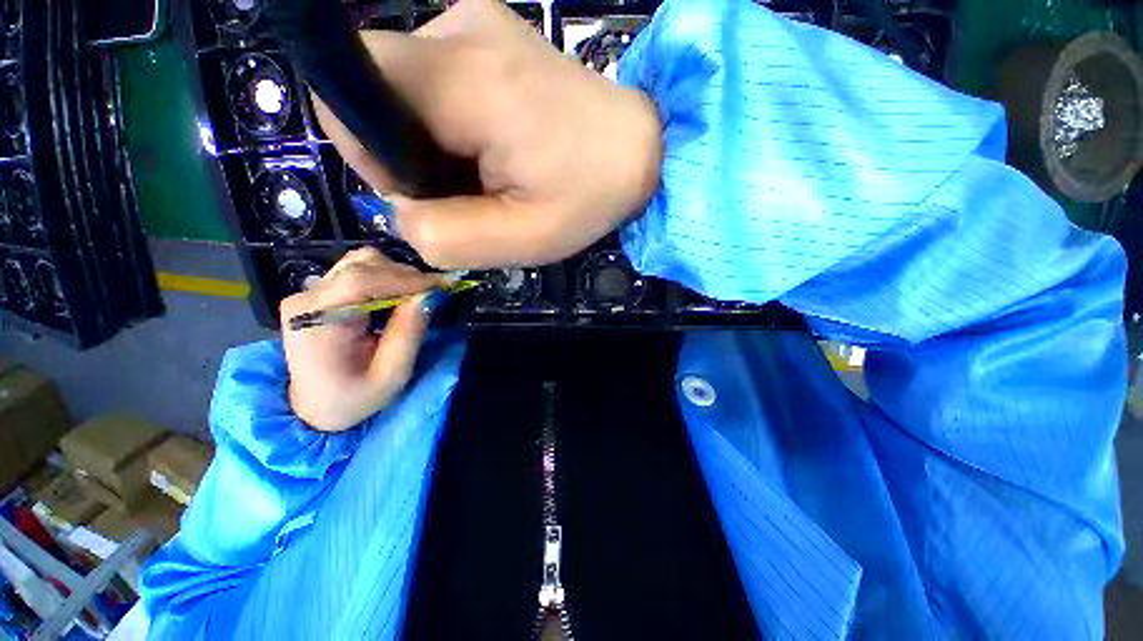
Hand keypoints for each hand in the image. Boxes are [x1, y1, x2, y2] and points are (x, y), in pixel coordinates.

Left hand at [280, 248, 440, 431]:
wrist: (315, 407)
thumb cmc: (354, 398)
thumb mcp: (391, 375)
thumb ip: (409, 333)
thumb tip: (430, 296)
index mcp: (317, 322)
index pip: (360, 281)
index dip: (405, 278)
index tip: (441, 286)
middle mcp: (307, 299)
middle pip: (361, 265)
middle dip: (404, 276)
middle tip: (433, 294)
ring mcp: (310, 293)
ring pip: (360, 262)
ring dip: (396, 275)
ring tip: (416, 296)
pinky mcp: (319, 293)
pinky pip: (357, 272)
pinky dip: (386, 278)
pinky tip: (399, 297)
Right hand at [314, 0, 661, 269]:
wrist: (638, 150)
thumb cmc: (588, 198)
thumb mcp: (521, 238)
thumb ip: (445, 235)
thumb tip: (401, 210)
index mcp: (470, 81)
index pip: (352, 92)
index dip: (367, 149)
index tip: (423, 189)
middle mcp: (461, 30)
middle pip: (376, 88)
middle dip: (402, 151)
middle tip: (464, 189)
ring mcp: (475, 23)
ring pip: (405, 87)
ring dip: (430, 142)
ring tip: (488, 172)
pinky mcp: (488, 36)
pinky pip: (434, 81)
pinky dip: (448, 124)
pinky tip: (494, 147)